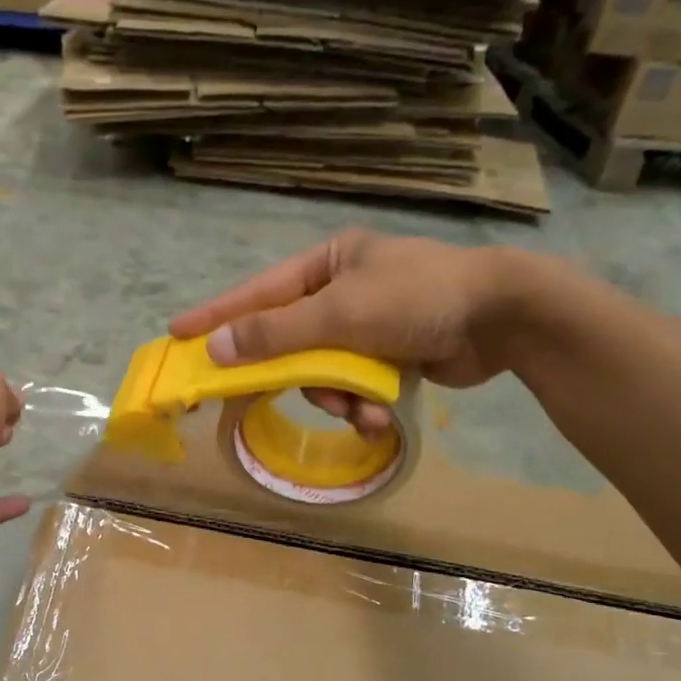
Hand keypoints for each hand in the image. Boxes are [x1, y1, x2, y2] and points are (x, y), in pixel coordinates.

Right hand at [169, 230, 534, 436]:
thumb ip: (277, 333)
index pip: (258, 293)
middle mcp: (342, 292)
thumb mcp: (340, 313)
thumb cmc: (417, 298)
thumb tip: (218, 349)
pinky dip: (363, 404)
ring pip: (323, 373)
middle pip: (291, 341)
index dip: (217, 317)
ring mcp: (367, 326)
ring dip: (338, 398)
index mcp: (327, 264)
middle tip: (267, 397)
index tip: (178, 335)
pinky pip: (354, 386)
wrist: (502, 318)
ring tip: (361, 410)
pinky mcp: (389, 357)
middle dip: (297, 375)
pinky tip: (380, 416)